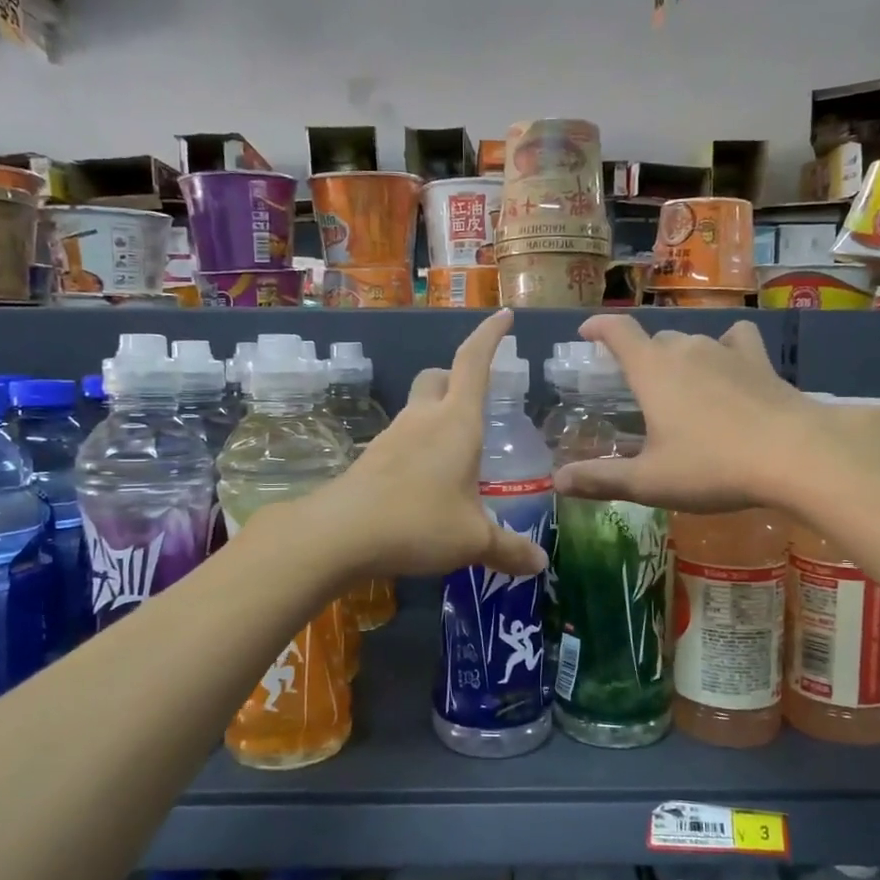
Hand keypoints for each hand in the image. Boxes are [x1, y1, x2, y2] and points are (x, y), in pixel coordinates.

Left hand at [307, 310, 548, 581]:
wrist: (339, 534)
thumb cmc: (418, 522)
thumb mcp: (473, 540)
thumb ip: (508, 549)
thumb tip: (540, 564)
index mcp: (457, 422)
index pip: (474, 361)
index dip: (491, 336)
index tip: (504, 315)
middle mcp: (423, 418)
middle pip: (439, 377)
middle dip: (457, 379)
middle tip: (475, 402)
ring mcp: (392, 436)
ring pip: (418, 409)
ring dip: (437, 419)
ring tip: (456, 457)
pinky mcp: (371, 459)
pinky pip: (402, 441)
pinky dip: (418, 450)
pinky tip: (425, 485)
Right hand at [550, 315, 879, 513]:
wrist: (795, 456)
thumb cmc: (711, 466)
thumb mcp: (648, 481)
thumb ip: (600, 479)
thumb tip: (557, 481)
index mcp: (652, 370)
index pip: (618, 332)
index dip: (598, 327)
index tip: (586, 333)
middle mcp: (687, 349)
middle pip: (655, 339)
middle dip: (640, 356)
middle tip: (636, 385)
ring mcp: (727, 352)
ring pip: (693, 342)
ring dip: (679, 357)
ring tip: (679, 385)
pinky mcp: (761, 363)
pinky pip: (737, 342)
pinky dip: (726, 350)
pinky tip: (730, 367)